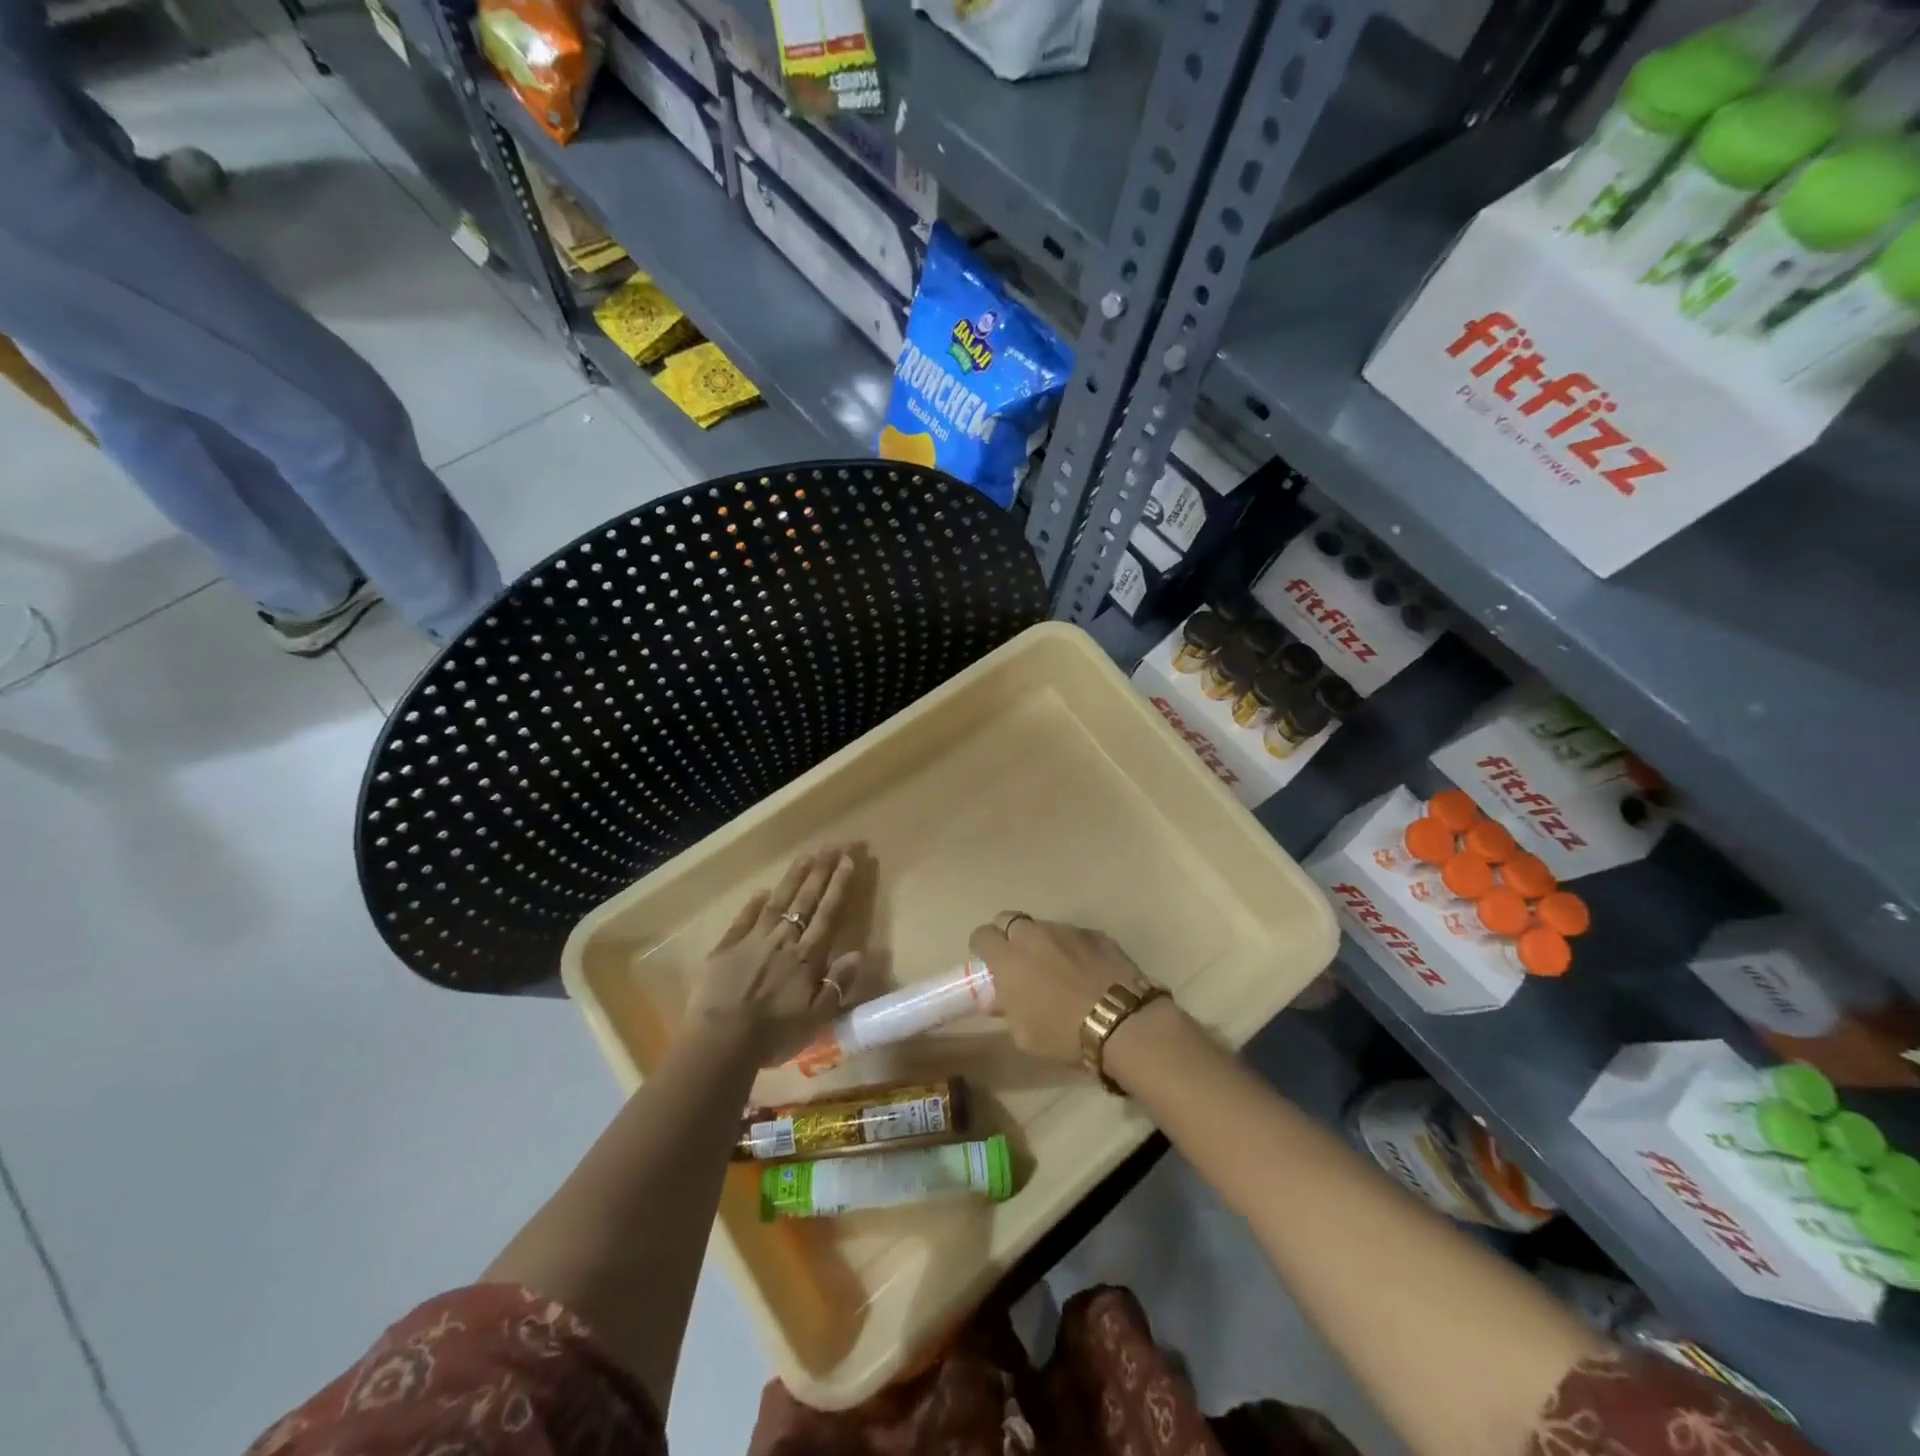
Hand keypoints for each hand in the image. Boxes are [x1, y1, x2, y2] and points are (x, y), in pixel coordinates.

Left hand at [687, 845, 863, 1066]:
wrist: (720, 1041)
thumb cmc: (773, 1035)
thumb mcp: (816, 1019)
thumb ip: (837, 985)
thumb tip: (858, 953)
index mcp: (807, 957)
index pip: (828, 912)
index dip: (839, 885)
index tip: (848, 860)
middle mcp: (783, 940)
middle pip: (806, 899)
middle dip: (822, 870)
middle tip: (834, 844)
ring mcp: (753, 940)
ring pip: (778, 901)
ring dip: (794, 877)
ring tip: (806, 855)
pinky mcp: (726, 947)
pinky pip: (744, 918)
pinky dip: (754, 903)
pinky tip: (762, 890)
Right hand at [967, 915, 1148, 1066]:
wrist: (1121, 1022)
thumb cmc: (1063, 1034)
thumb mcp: (1024, 1035)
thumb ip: (1006, 1010)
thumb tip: (997, 1000)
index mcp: (1008, 958)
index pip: (981, 935)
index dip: (982, 948)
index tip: (989, 964)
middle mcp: (1033, 935)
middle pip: (1009, 919)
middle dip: (1008, 935)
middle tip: (1018, 961)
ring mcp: (1066, 930)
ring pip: (1043, 927)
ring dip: (1042, 942)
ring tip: (1056, 969)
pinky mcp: (1095, 933)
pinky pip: (1074, 935)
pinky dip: (1072, 948)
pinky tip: (1085, 971)